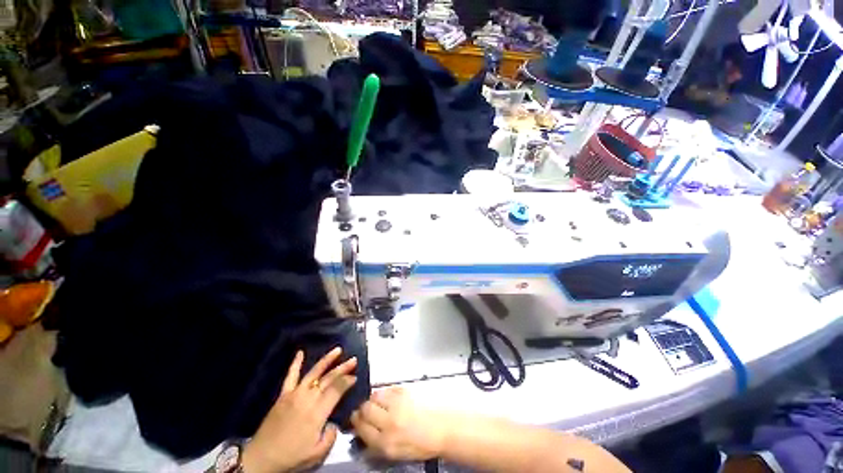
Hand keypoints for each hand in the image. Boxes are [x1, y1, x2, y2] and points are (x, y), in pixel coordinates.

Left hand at [242, 348, 356, 472]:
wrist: (262, 457)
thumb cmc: (292, 456)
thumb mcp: (317, 454)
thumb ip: (330, 437)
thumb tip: (334, 424)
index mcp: (318, 412)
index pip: (337, 389)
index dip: (348, 381)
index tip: (355, 376)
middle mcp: (308, 398)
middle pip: (329, 378)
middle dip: (343, 368)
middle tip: (353, 360)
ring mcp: (295, 394)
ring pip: (314, 372)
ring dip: (327, 360)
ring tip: (338, 350)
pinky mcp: (283, 394)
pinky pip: (290, 376)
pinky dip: (295, 363)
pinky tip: (300, 352)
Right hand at [350, 387, 448, 461]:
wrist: (441, 429)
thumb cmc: (420, 444)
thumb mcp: (395, 454)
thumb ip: (376, 445)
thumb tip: (362, 435)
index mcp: (385, 443)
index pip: (361, 428)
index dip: (355, 422)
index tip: (354, 419)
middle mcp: (389, 422)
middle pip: (365, 409)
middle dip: (362, 409)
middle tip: (364, 409)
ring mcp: (397, 405)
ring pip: (375, 396)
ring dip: (373, 399)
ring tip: (378, 402)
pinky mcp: (405, 391)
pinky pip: (388, 389)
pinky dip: (385, 393)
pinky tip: (390, 398)